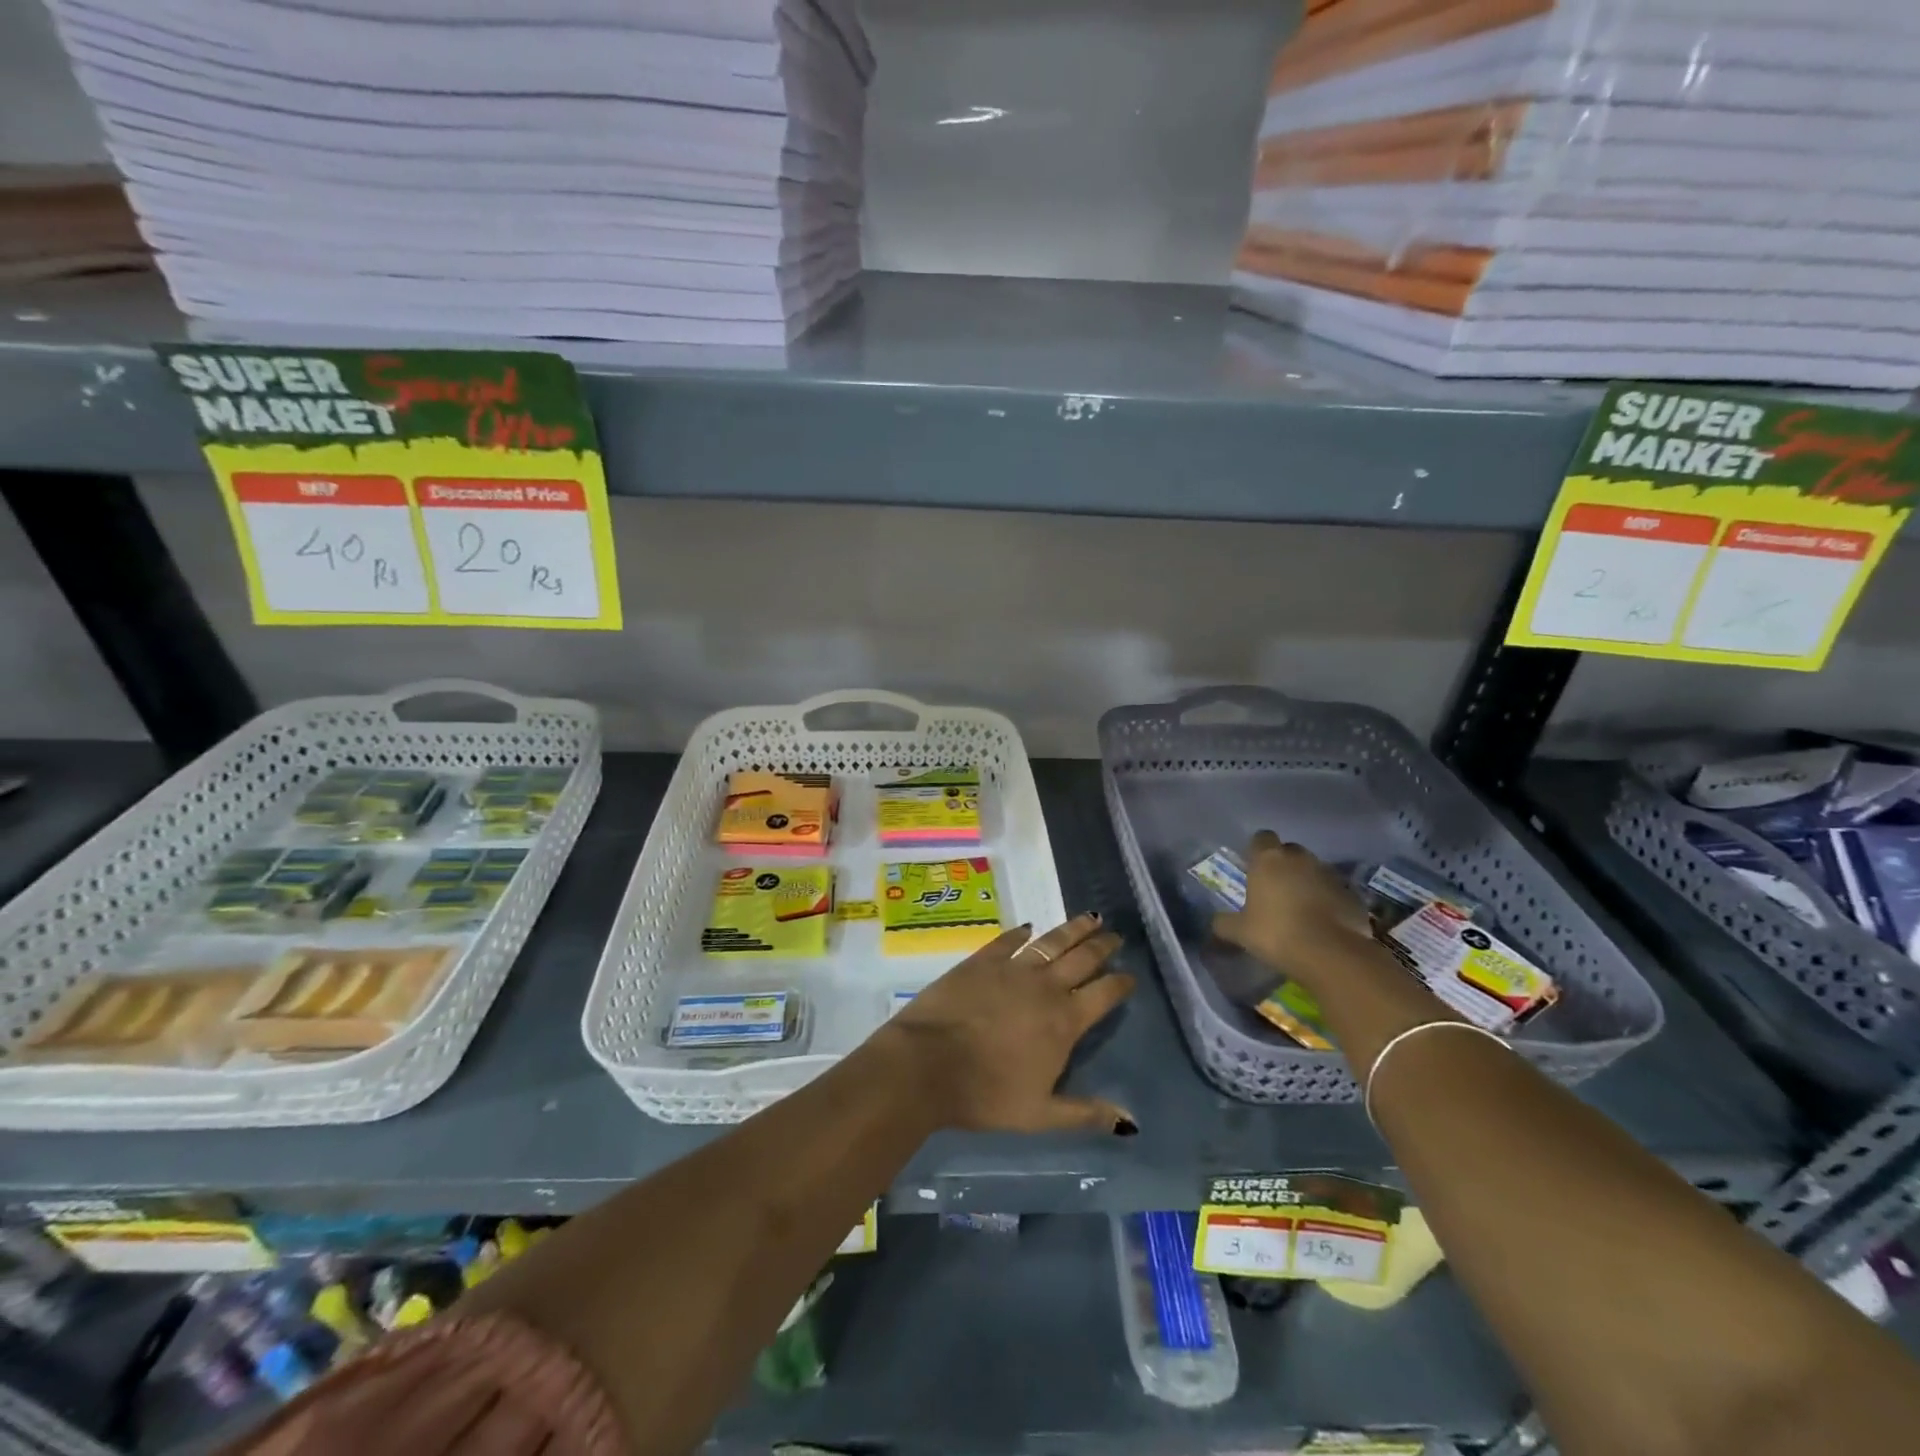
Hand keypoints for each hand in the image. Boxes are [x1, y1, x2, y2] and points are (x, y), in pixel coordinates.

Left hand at [883, 914, 1137, 1135]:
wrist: (928, 1064)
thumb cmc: (986, 1095)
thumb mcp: (1041, 1114)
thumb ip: (1086, 1113)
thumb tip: (1131, 1123)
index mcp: (1064, 1021)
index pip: (1103, 994)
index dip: (1120, 983)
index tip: (1130, 976)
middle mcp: (1045, 987)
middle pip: (1082, 958)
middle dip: (1102, 946)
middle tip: (1115, 936)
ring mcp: (1012, 968)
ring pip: (1051, 941)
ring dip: (1073, 929)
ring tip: (1090, 918)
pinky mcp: (981, 960)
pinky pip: (1008, 940)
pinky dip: (1021, 932)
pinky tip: (1028, 927)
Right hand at [1212, 831, 1374, 986]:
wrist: (1330, 954)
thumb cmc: (1275, 933)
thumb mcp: (1240, 932)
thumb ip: (1224, 923)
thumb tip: (1215, 923)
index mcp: (1268, 859)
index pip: (1262, 838)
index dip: (1257, 850)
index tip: (1254, 866)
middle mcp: (1300, 859)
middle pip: (1290, 851)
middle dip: (1284, 864)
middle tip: (1275, 888)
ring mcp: (1329, 875)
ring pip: (1315, 870)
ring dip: (1308, 882)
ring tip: (1300, 907)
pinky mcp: (1352, 895)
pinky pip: (1335, 891)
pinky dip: (1329, 900)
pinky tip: (1322, 922)